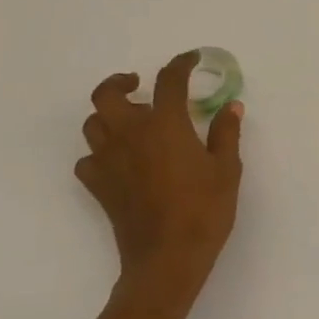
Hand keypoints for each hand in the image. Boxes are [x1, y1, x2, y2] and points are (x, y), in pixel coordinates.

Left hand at [78, 51, 243, 297]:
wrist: (167, 258)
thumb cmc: (205, 209)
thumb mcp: (227, 169)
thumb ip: (226, 133)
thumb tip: (230, 107)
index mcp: (165, 125)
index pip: (168, 81)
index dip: (179, 64)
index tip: (190, 60)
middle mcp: (129, 135)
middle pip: (107, 94)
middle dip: (120, 82)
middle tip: (138, 84)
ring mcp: (108, 161)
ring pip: (93, 124)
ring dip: (109, 115)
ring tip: (130, 121)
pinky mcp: (98, 187)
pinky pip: (88, 160)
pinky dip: (100, 153)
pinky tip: (119, 160)